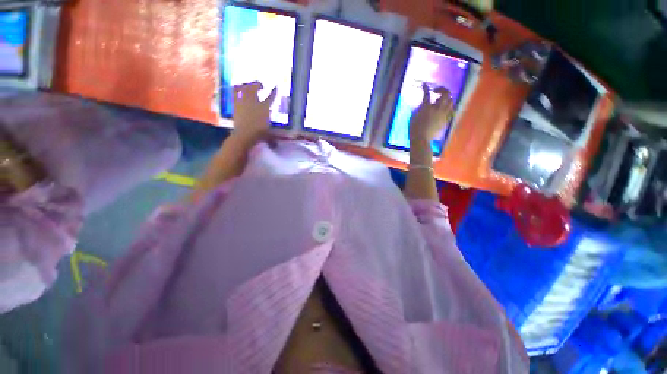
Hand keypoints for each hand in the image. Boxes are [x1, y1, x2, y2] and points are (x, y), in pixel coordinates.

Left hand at [231, 82, 276, 144]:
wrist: (245, 134)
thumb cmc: (259, 134)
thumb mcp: (268, 131)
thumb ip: (271, 130)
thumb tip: (274, 138)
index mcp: (264, 108)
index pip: (270, 97)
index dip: (274, 92)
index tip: (275, 87)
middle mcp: (254, 102)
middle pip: (255, 87)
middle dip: (258, 84)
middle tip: (261, 86)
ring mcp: (243, 102)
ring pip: (244, 87)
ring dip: (247, 84)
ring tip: (249, 85)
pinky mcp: (235, 104)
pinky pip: (235, 92)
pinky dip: (237, 88)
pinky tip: (238, 88)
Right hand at [409, 84, 454, 142]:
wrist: (421, 139)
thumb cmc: (414, 129)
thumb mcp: (413, 117)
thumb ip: (419, 109)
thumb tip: (424, 105)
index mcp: (426, 107)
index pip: (427, 94)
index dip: (425, 88)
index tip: (424, 85)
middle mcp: (437, 108)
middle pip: (445, 94)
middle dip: (442, 89)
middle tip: (436, 91)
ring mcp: (443, 114)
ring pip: (451, 101)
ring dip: (446, 98)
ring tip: (441, 100)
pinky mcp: (445, 120)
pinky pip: (451, 111)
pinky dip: (449, 107)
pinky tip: (445, 109)